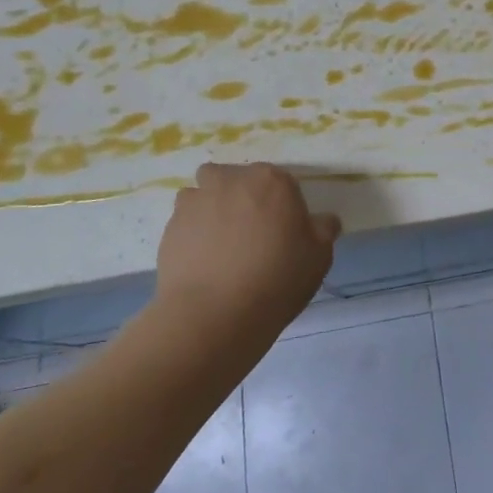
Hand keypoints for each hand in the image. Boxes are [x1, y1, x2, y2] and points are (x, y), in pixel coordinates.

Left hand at [150, 163, 340, 339]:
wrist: (215, 315)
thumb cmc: (277, 278)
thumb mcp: (320, 256)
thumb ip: (323, 229)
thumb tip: (322, 221)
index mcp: (272, 181)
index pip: (279, 181)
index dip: (281, 204)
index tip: (283, 230)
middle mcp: (231, 181)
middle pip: (235, 178)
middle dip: (240, 196)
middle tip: (250, 231)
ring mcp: (196, 202)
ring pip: (203, 194)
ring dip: (210, 208)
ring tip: (219, 245)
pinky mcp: (169, 228)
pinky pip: (184, 222)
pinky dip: (191, 234)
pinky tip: (201, 262)